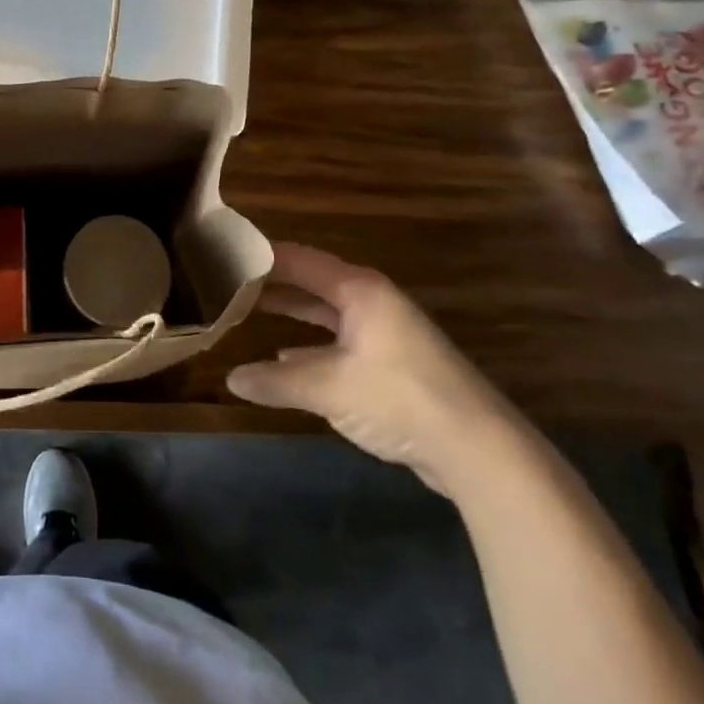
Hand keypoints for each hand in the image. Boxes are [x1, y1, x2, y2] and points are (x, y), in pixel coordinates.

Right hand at [226, 244, 517, 493]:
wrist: (479, 449)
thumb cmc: (398, 398)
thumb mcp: (329, 388)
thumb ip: (277, 380)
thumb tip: (230, 378)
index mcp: (359, 290)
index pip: (299, 259)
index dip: (262, 256)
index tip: (224, 254)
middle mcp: (372, 301)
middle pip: (313, 282)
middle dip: (273, 284)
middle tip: (229, 283)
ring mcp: (386, 332)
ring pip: (327, 312)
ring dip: (293, 313)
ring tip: (249, 312)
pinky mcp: (393, 363)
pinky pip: (340, 340)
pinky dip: (312, 345)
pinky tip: (287, 357)